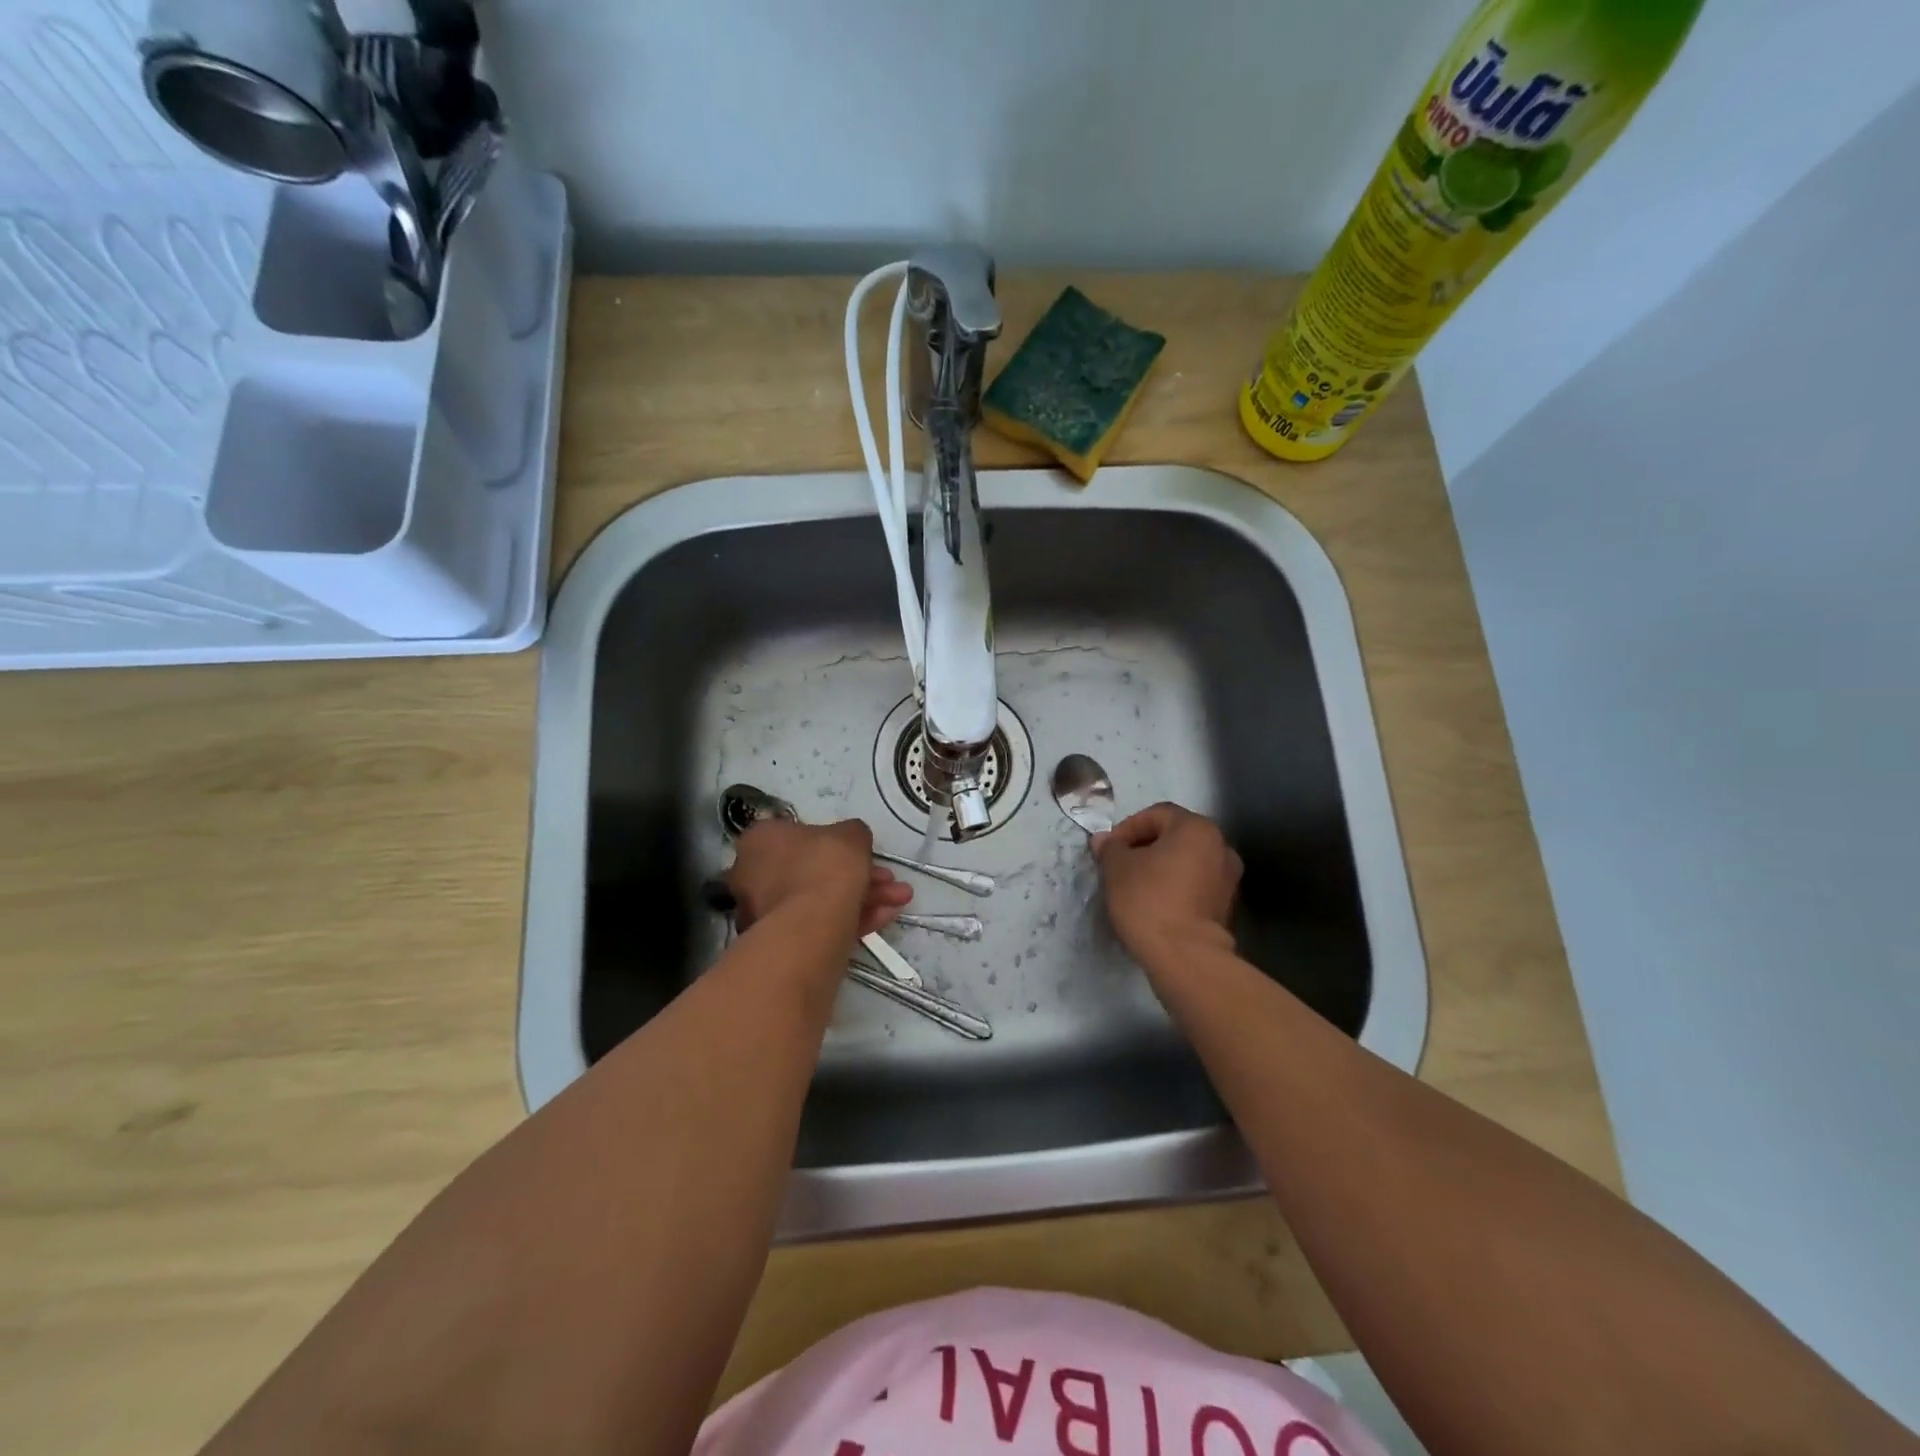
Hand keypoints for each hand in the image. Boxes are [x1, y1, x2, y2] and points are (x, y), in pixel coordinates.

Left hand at [726, 818, 912, 938]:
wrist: (812, 925)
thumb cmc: (825, 866)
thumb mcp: (851, 835)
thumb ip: (852, 833)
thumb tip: (851, 840)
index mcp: (761, 840)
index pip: (798, 835)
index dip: (836, 843)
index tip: (861, 851)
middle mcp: (754, 874)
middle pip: (815, 870)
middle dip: (859, 874)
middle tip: (889, 878)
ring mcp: (765, 911)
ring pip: (821, 898)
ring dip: (864, 896)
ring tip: (901, 899)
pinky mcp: (781, 942)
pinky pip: (820, 923)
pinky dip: (853, 918)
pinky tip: (886, 916)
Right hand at [1093, 803, 1241, 967]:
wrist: (1185, 956)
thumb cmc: (1148, 900)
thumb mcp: (1116, 868)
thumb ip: (1110, 848)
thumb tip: (1104, 840)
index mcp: (1196, 828)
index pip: (1156, 814)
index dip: (1128, 828)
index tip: (1109, 850)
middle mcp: (1220, 846)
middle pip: (1175, 836)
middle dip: (1145, 847)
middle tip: (1120, 865)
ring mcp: (1228, 878)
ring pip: (1186, 861)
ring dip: (1162, 867)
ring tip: (1136, 886)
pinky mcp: (1227, 906)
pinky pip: (1195, 885)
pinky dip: (1176, 887)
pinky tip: (1156, 904)